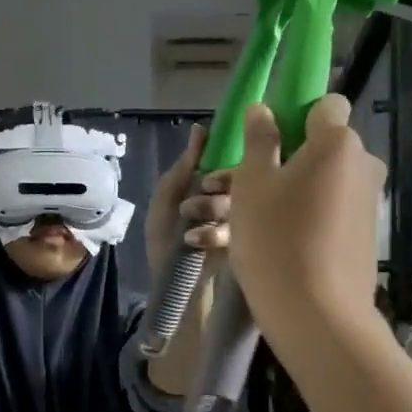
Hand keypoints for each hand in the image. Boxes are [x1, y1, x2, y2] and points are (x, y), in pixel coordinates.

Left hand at [145, 124, 233, 274]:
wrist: (170, 283)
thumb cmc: (165, 238)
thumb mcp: (166, 198)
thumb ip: (185, 165)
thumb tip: (200, 128)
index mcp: (215, 184)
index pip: (231, 162)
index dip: (223, 168)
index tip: (207, 181)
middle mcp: (232, 199)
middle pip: (241, 181)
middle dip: (218, 188)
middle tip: (200, 198)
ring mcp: (241, 222)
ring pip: (242, 203)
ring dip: (212, 210)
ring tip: (189, 222)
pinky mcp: (246, 245)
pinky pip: (242, 230)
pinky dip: (216, 233)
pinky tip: (194, 239)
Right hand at [226, 96, 385, 337]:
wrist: (316, 314)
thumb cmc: (276, 238)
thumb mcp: (252, 183)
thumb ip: (259, 140)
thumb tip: (263, 109)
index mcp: (337, 143)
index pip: (325, 105)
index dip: (295, 114)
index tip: (266, 141)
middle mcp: (362, 165)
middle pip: (321, 146)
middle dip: (285, 158)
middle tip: (241, 186)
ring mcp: (367, 201)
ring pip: (320, 182)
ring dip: (287, 191)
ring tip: (242, 221)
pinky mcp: (364, 233)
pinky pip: (328, 210)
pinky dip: (302, 216)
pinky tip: (269, 242)